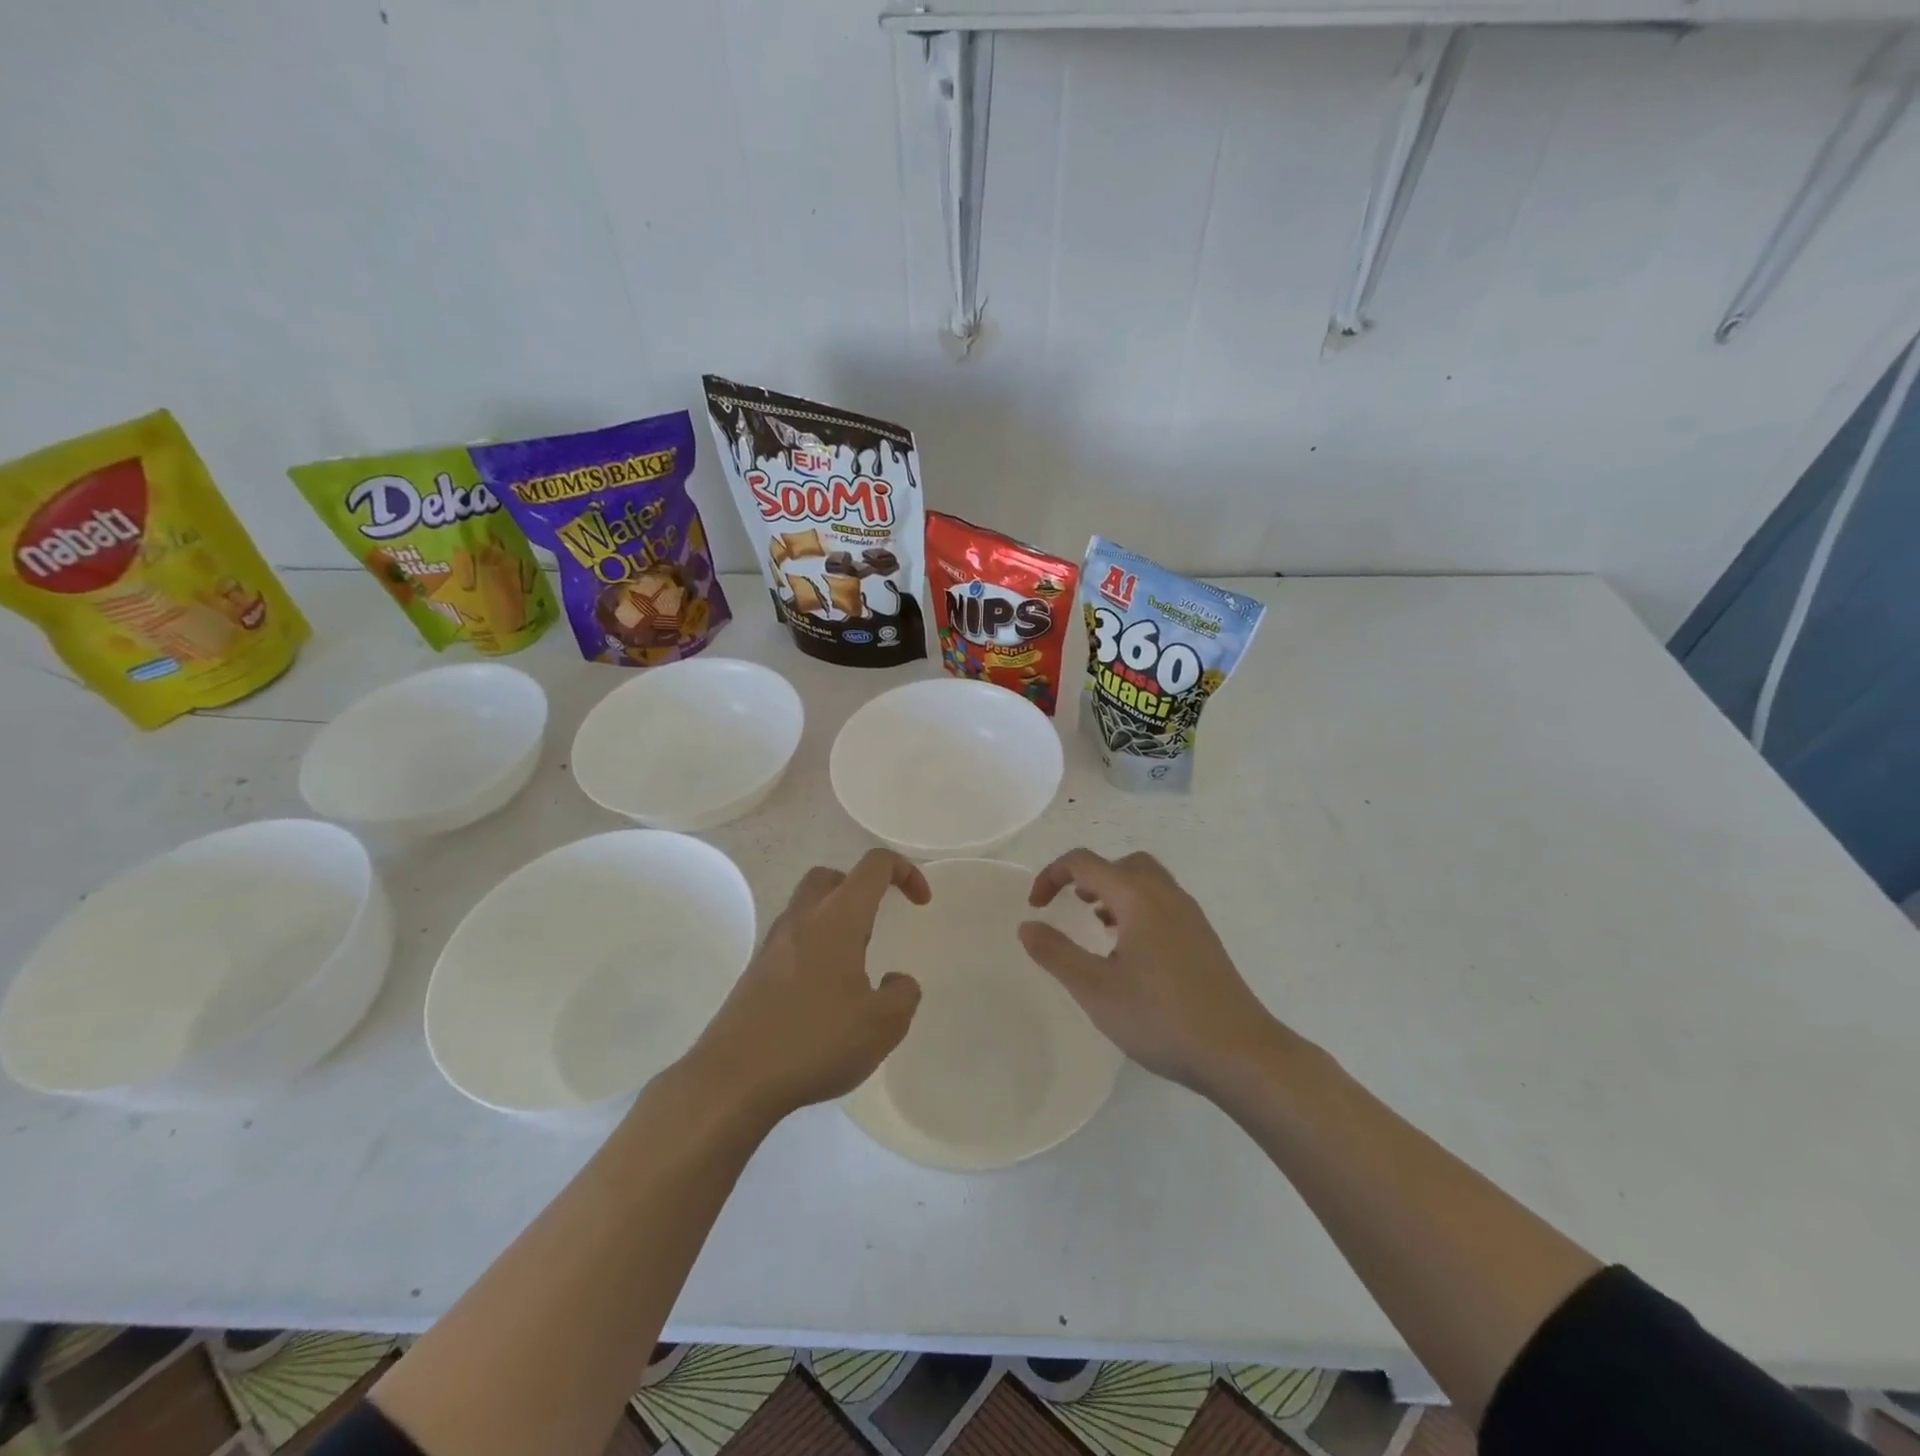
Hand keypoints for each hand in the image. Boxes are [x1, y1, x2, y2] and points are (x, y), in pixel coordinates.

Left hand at [686, 850, 927, 1123]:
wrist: (733, 1079)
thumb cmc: (815, 1041)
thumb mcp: (883, 1026)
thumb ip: (903, 995)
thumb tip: (896, 980)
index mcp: (838, 918)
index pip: (874, 866)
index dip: (905, 872)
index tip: (921, 903)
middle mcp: (802, 919)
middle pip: (832, 877)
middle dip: (861, 888)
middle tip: (878, 923)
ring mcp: (773, 944)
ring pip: (807, 906)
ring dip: (836, 919)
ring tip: (855, 964)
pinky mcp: (755, 972)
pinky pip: (792, 940)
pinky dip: (815, 948)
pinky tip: (824, 993)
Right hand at [1020, 848, 1283, 1098]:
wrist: (1240, 1053)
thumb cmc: (1161, 1018)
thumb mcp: (1095, 989)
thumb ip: (1056, 953)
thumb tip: (1028, 925)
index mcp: (1138, 897)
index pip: (1085, 863)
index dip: (1052, 876)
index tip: (1036, 906)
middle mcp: (1166, 895)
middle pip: (1122, 863)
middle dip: (1089, 876)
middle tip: (1072, 906)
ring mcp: (1191, 916)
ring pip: (1146, 881)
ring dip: (1115, 891)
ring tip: (1098, 926)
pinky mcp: (1203, 938)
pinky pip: (1163, 902)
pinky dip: (1137, 908)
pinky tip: (1131, 952)